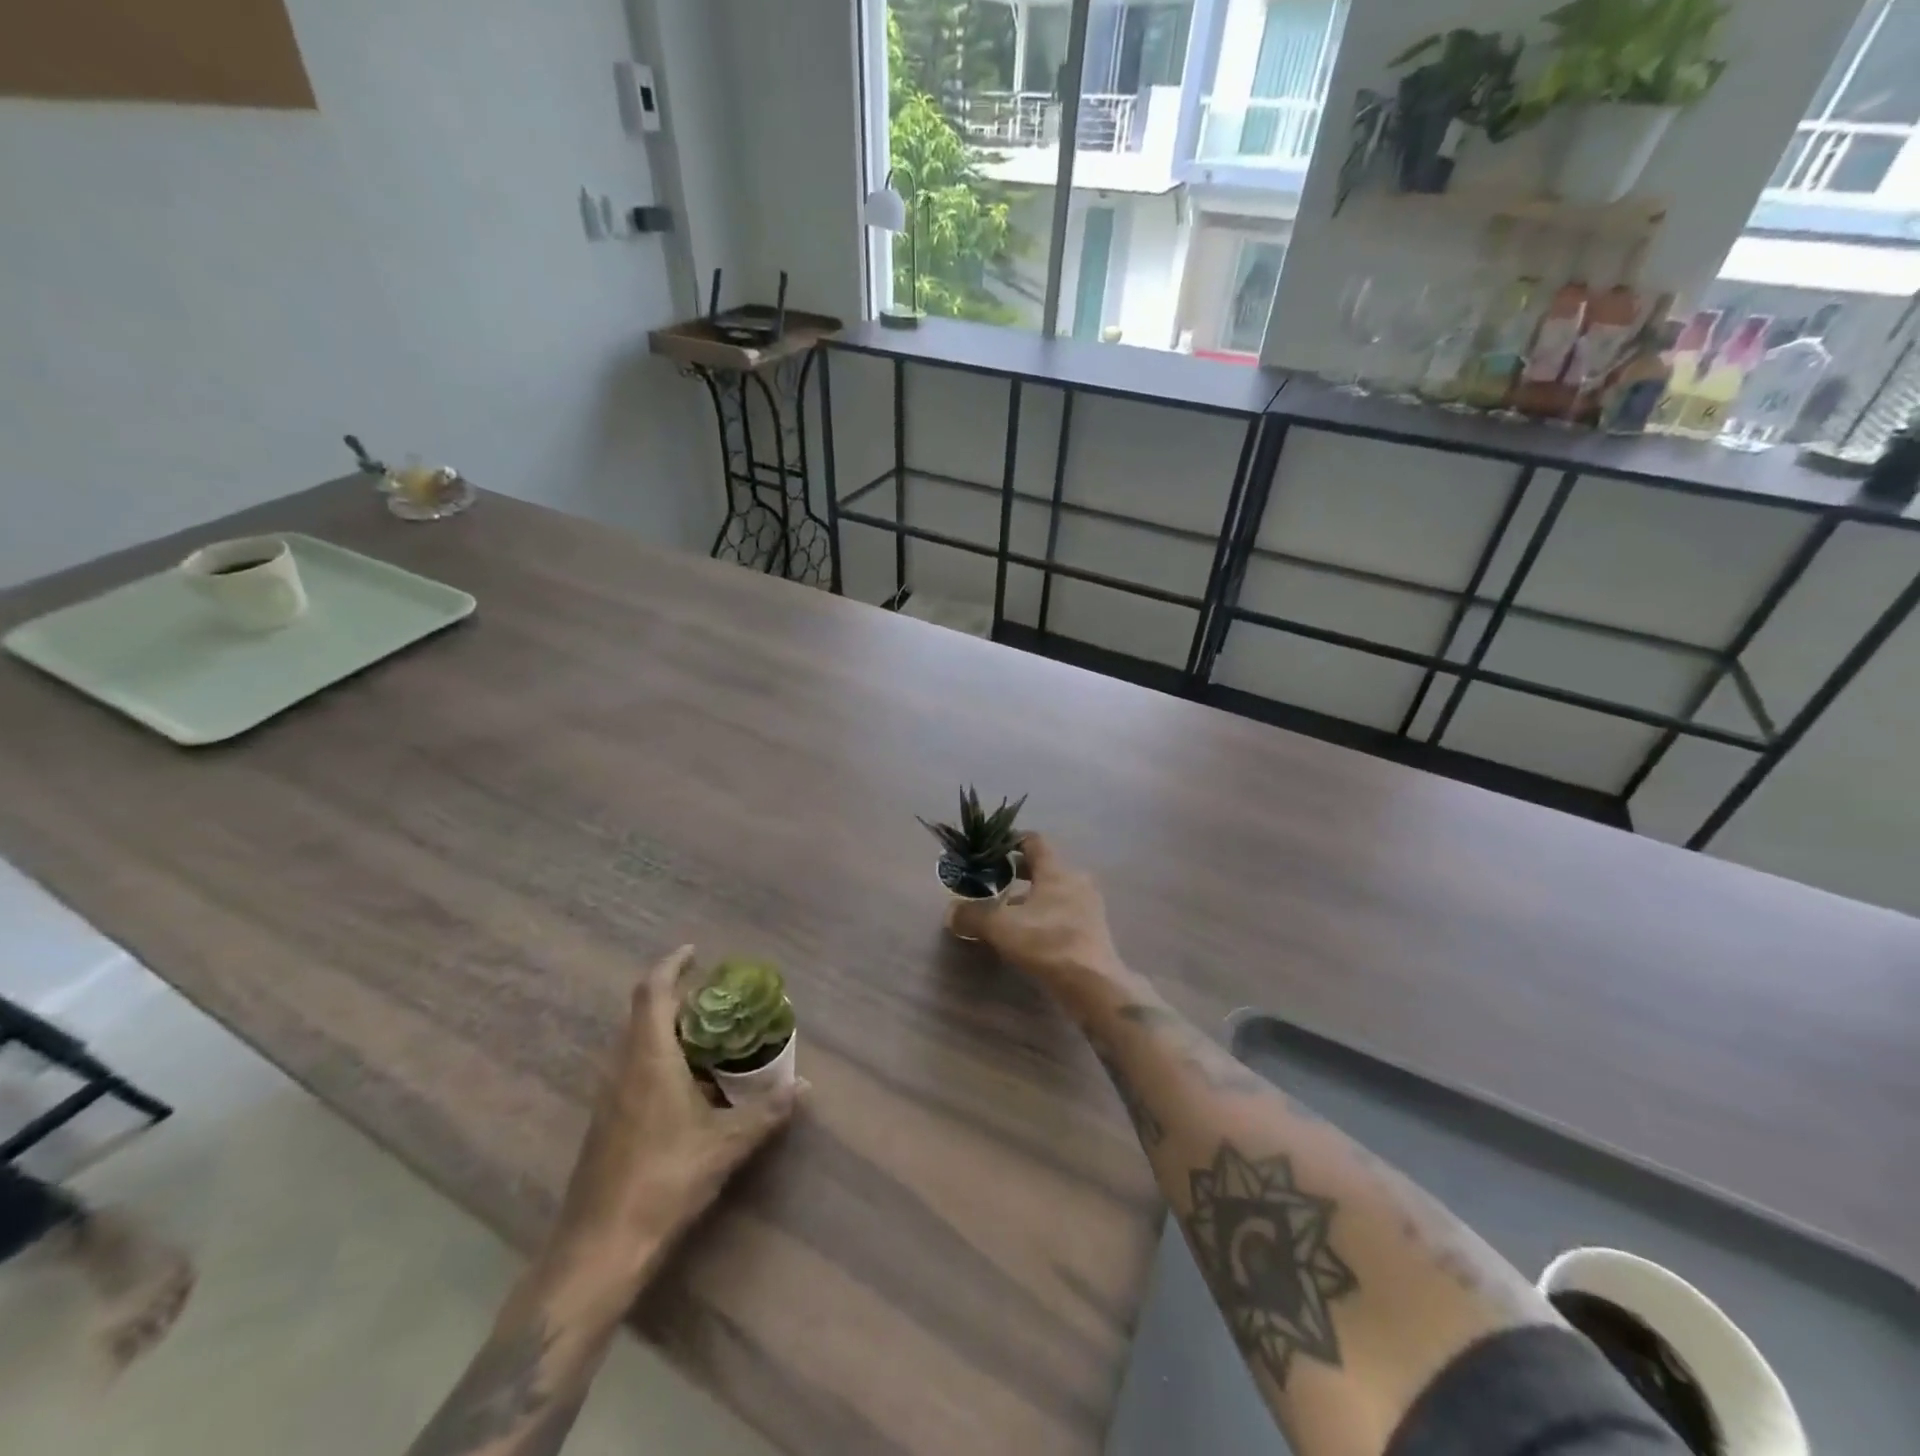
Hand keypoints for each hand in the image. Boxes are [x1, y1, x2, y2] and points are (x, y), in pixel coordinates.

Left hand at [546, 946, 800, 1295]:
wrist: (599, 1250)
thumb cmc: (663, 1182)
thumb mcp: (725, 1145)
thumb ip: (766, 1112)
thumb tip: (805, 1088)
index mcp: (648, 1059)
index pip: (652, 992)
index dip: (672, 965)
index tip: (695, 951)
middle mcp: (623, 1068)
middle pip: (644, 1014)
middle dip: (679, 998)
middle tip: (719, 997)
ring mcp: (610, 1097)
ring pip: (638, 1044)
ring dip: (671, 1031)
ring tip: (713, 1036)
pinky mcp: (607, 1123)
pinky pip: (635, 1070)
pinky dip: (663, 1060)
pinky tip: (693, 1086)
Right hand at [949, 834, 1118, 983]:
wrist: (1094, 984)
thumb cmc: (1048, 943)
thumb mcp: (1002, 928)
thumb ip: (973, 916)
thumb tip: (951, 912)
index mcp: (1056, 870)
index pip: (1034, 841)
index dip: (1011, 841)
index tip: (991, 851)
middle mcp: (1076, 880)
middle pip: (1044, 866)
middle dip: (1018, 871)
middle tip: (994, 881)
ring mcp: (1089, 905)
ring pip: (1054, 890)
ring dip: (1032, 896)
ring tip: (1008, 911)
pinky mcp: (1094, 928)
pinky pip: (1064, 911)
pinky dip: (1046, 914)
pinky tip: (1030, 933)